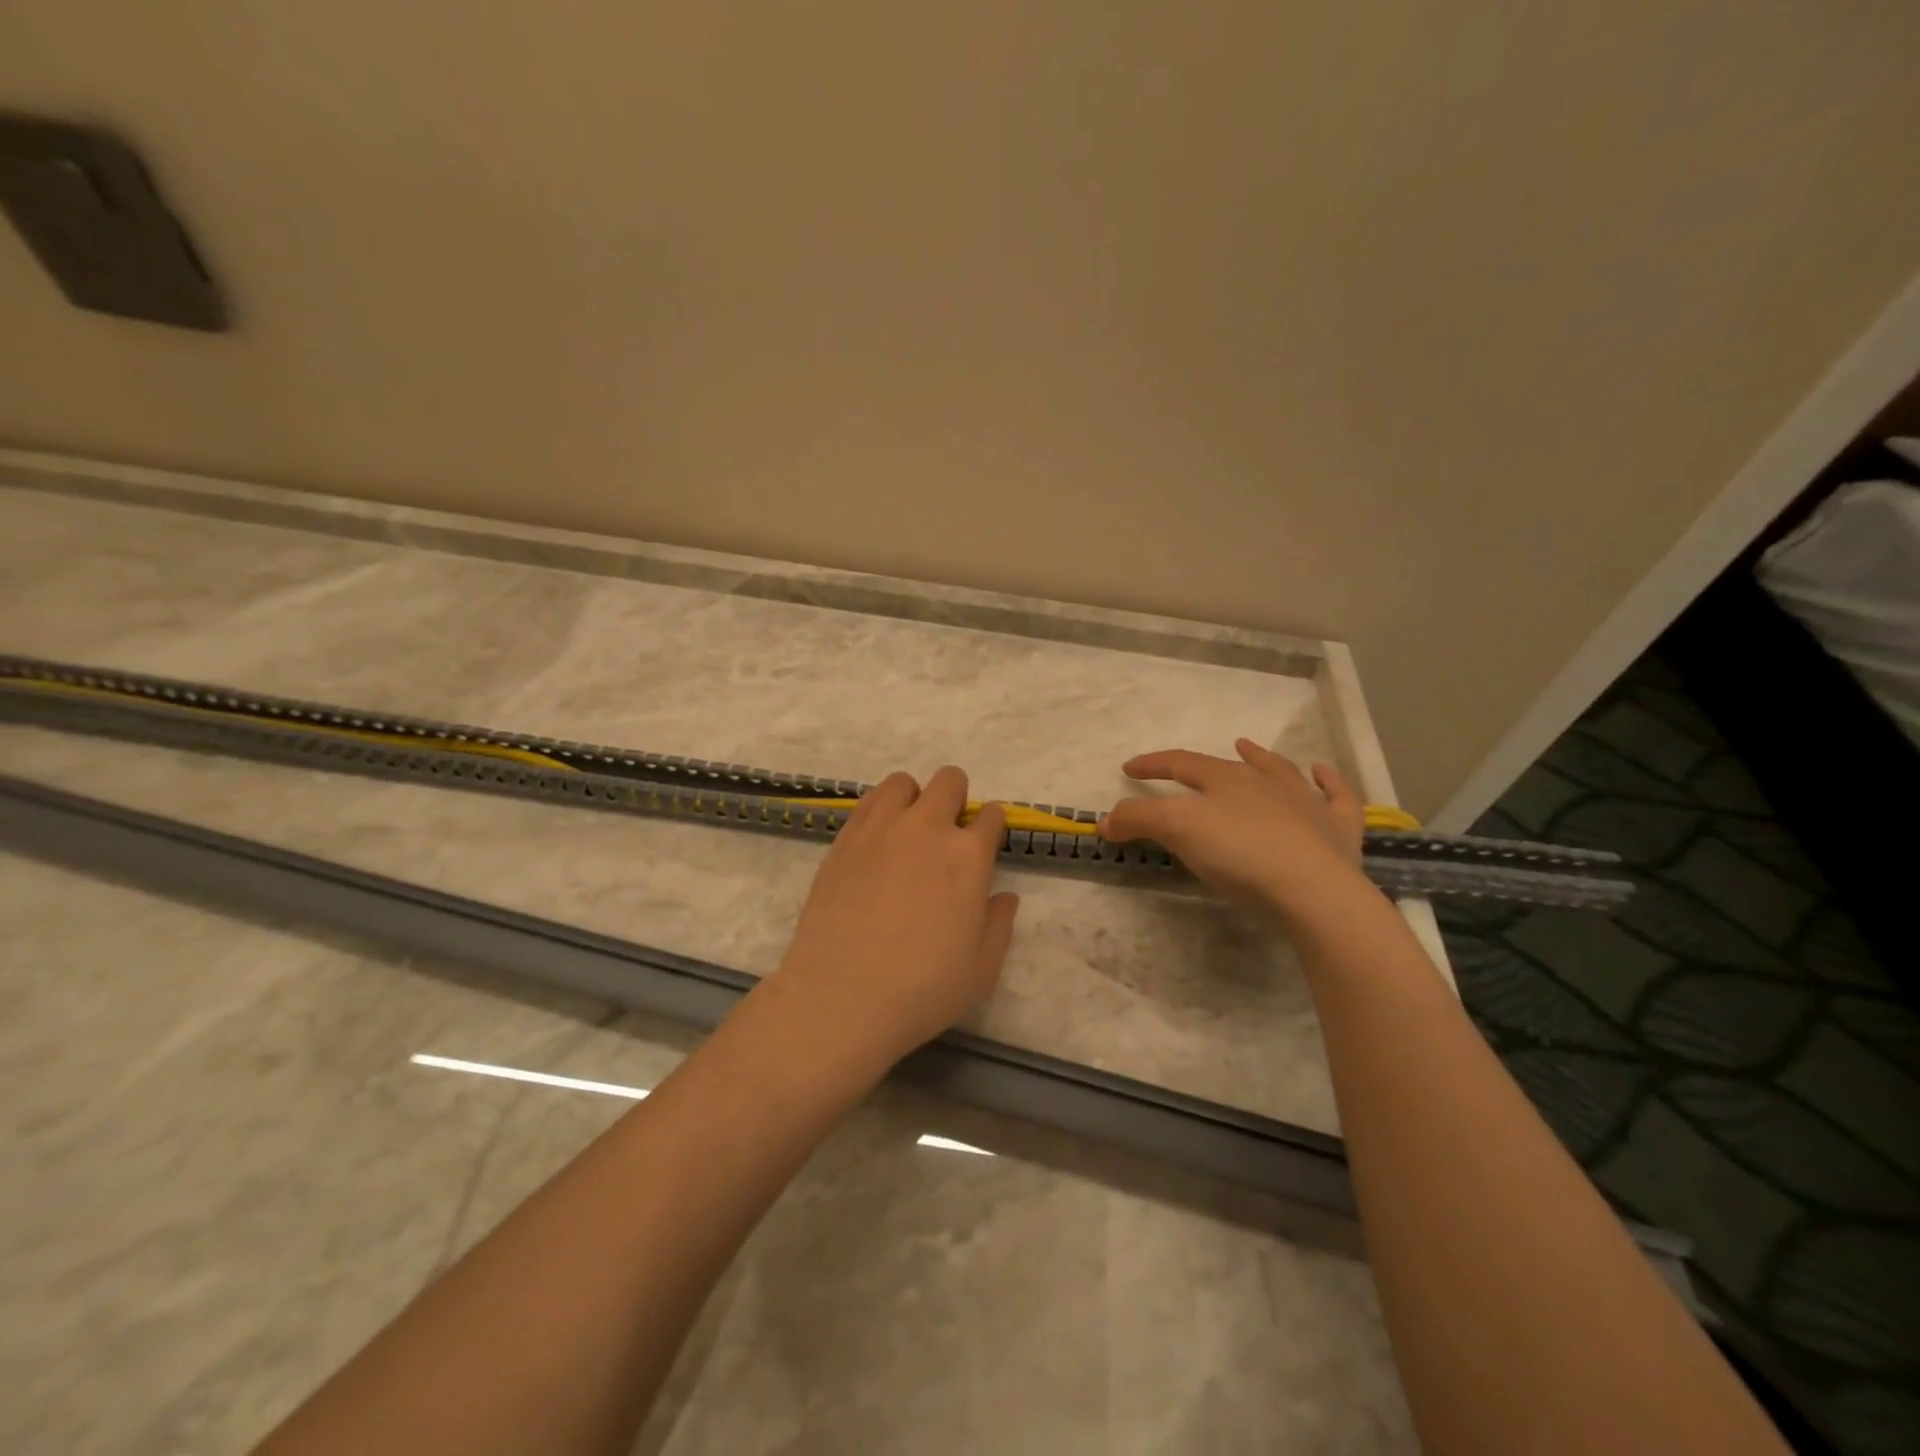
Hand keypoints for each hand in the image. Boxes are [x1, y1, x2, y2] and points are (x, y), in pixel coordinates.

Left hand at [771, 766, 1019, 1069]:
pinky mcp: (844, 838)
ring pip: (903, 782)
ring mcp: (881, 828)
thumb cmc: (923, 988)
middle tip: (946, 836)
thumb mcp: (981, 969)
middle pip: (950, 781)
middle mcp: (927, 828)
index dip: (990, 827)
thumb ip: (1000, 925)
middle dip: (956, 799)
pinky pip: (868, 802)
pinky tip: (877, 844)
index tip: (983, 844)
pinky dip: (880, 811)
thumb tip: (1004, 897)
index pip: (990, 815)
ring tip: (907, 833)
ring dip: (914, 799)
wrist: (842, 995)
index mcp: (968, 855)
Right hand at [1100, 739, 1370, 924]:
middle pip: (1229, 766)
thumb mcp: (1177, 830)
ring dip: (1262, 759)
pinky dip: (1330, 783)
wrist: (1314, 890)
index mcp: (1225, 779)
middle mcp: (1266, 782)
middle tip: (1185, 767)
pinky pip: (1337, 797)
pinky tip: (1322, 774)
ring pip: (1282, 772)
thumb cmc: (1240, 854)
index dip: (1152, 765)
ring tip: (1249, 748)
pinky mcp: (1338, 830)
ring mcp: (1307, 803)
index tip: (1128, 769)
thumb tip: (1105, 820)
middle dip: (1203, 765)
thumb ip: (1138, 820)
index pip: (1180, 763)